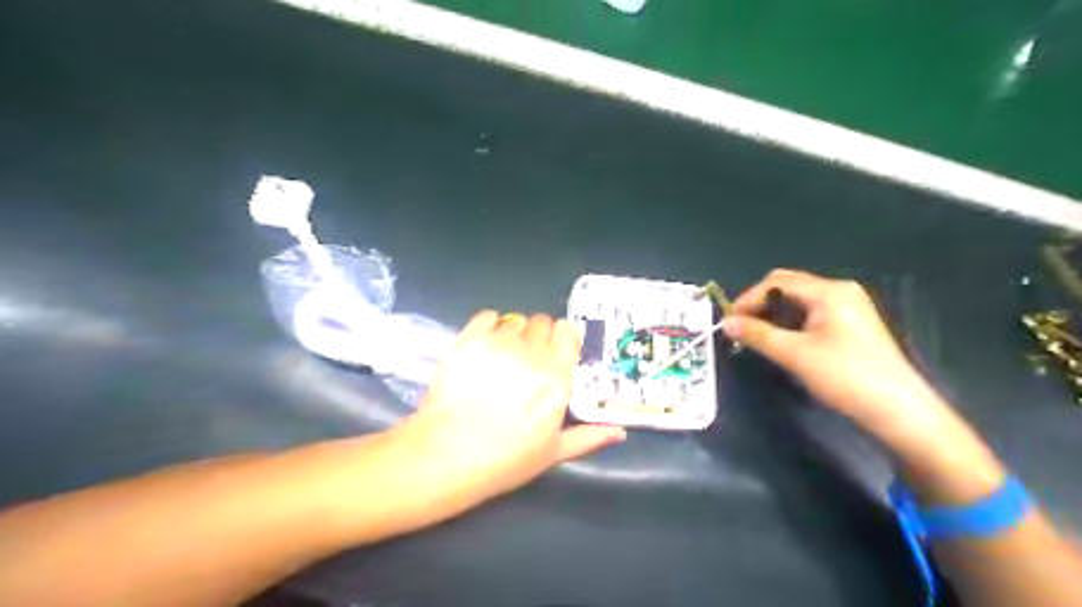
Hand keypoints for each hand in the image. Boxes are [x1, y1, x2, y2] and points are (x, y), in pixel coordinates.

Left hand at [405, 311, 626, 499]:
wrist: (447, 455)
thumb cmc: (505, 459)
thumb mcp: (553, 453)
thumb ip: (589, 437)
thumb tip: (619, 432)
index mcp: (557, 376)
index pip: (567, 331)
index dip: (562, 338)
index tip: (555, 353)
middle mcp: (532, 352)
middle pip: (541, 322)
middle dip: (537, 337)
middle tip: (525, 361)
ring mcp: (499, 343)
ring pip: (514, 321)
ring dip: (513, 335)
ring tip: (501, 358)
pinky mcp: (469, 339)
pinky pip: (487, 316)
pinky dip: (489, 326)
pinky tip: (484, 346)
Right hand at [722, 271, 948, 444]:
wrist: (898, 410)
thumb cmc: (845, 376)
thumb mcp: (795, 354)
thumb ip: (757, 334)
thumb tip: (725, 323)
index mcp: (829, 291)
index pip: (776, 281)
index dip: (748, 299)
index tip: (729, 322)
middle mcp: (839, 291)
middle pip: (787, 286)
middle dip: (760, 304)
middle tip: (741, 328)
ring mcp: (848, 307)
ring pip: (798, 301)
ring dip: (774, 314)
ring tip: (757, 337)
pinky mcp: (851, 325)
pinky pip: (811, 313)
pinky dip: (790, 323)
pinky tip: (782, 342)